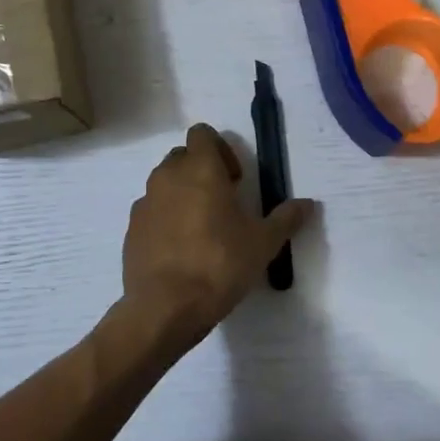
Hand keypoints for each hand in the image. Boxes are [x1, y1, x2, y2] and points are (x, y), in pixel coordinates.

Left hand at [120, 123, 314, 348]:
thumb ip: (285, 218)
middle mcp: (167, 176)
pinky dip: (165, 218)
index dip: (221, 149)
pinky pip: (151, 210)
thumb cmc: (219, 264)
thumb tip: (308, 204)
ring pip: (164, 183)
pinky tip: (180, 249)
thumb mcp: (263, 243)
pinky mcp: (131, 229)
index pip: (202, 133)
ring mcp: (145, 202)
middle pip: (182, 156)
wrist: (165, 307)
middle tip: (223, 202)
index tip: (235, 180)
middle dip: (201, 170)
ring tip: (202, 227)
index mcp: (199, 169)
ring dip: (182, 193)